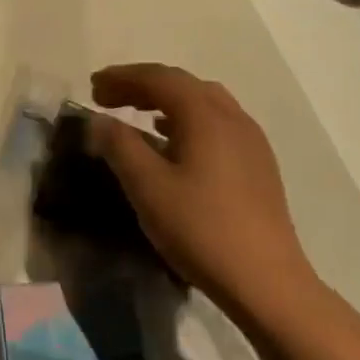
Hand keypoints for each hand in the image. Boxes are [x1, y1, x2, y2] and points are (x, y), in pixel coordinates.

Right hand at [87, 64, 318, 324]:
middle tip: (108, 97)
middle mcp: (232, 116)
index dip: (122, 77)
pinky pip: (217, 123)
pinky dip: (187, 120)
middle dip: (142, 85)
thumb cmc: (201, 229)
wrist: (267, 282)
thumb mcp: (147, 187)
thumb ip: (119, 145)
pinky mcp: (258, 164)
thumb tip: (99, 120)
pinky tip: (173, 144)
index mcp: (205, 114)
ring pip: (203, 102)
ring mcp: (251, 140)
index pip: (158, 78)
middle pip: (182, 84)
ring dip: (166, 101)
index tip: (92, 86)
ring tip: (137, 116)